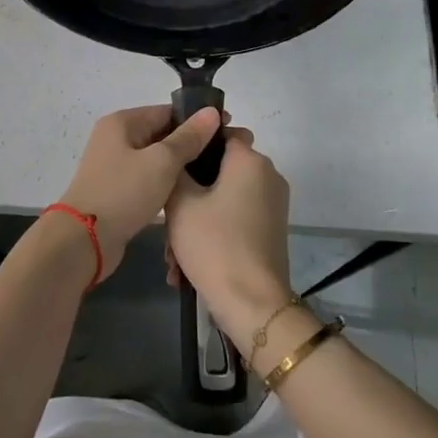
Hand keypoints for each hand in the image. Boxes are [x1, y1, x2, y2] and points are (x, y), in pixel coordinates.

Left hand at [57, 105, 221, 279]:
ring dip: (180, 165)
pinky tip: (188, 192)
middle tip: (225, 154)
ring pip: (156, 158)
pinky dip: (166, 182)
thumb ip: (188, 137)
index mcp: (122, 122)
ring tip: (213, 173)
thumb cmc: (123, 192)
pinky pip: (148, 178)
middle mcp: (116, 138)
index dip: (198, 119)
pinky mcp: (117, 190)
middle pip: (161, 133)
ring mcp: (115, 165)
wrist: (84, 240)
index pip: (167, 111)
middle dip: (191, 142)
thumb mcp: (162, 162)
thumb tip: (211, 112)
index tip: (228, 128)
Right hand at [163, 126, 293, 343]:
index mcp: (250, 160)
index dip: (194, 143)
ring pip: (223, 200)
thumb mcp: (181, 203)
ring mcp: (272, 205)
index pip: (220, 132)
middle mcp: (268, 176)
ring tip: (172, 257)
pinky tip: (186, 269)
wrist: (253, 305)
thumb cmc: (214, 244)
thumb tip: (179, 153)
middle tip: (165, 224)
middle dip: (189, 195)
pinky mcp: (271, 231)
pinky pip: (234, 220)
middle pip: (219, 171)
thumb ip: (176, 167)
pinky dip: (212, 235)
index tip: (170, 164)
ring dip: (195, 222)